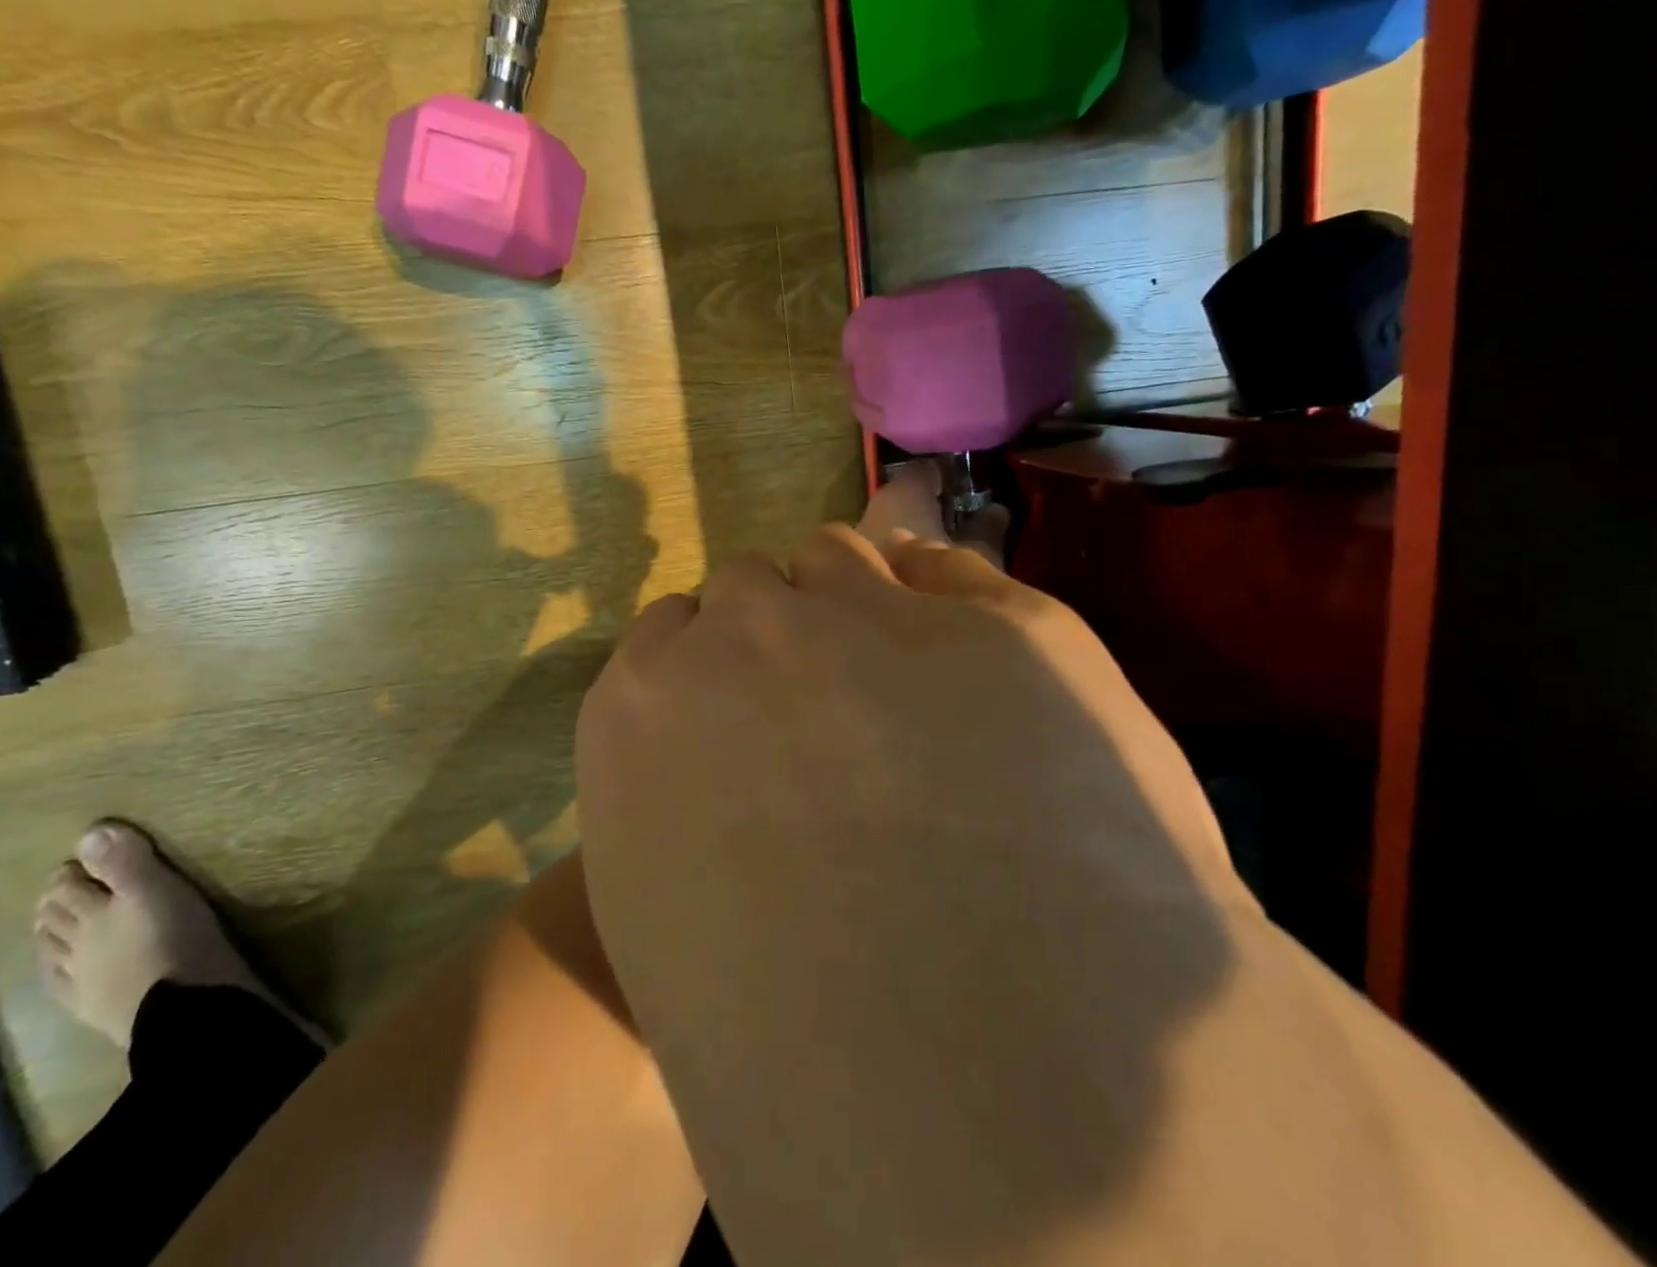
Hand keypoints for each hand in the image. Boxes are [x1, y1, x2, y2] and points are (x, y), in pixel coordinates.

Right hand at [575, 518, 1246, 1263]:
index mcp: (645, 702)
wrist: (979, 1099)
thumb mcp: (668, 908)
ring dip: (860, 601)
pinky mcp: (1011, 627)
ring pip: (845, 558)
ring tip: (908, 682)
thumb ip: (669, 787)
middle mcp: (748, 630)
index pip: (674, 625)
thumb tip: (720, 743)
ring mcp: (876, 616)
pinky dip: (956, 607)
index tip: (750, 701)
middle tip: (835, 701)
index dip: (715, 660)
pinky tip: (983, 673)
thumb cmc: (784, 1031)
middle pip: (756, 583)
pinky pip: (956, 575)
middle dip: (783, 627)